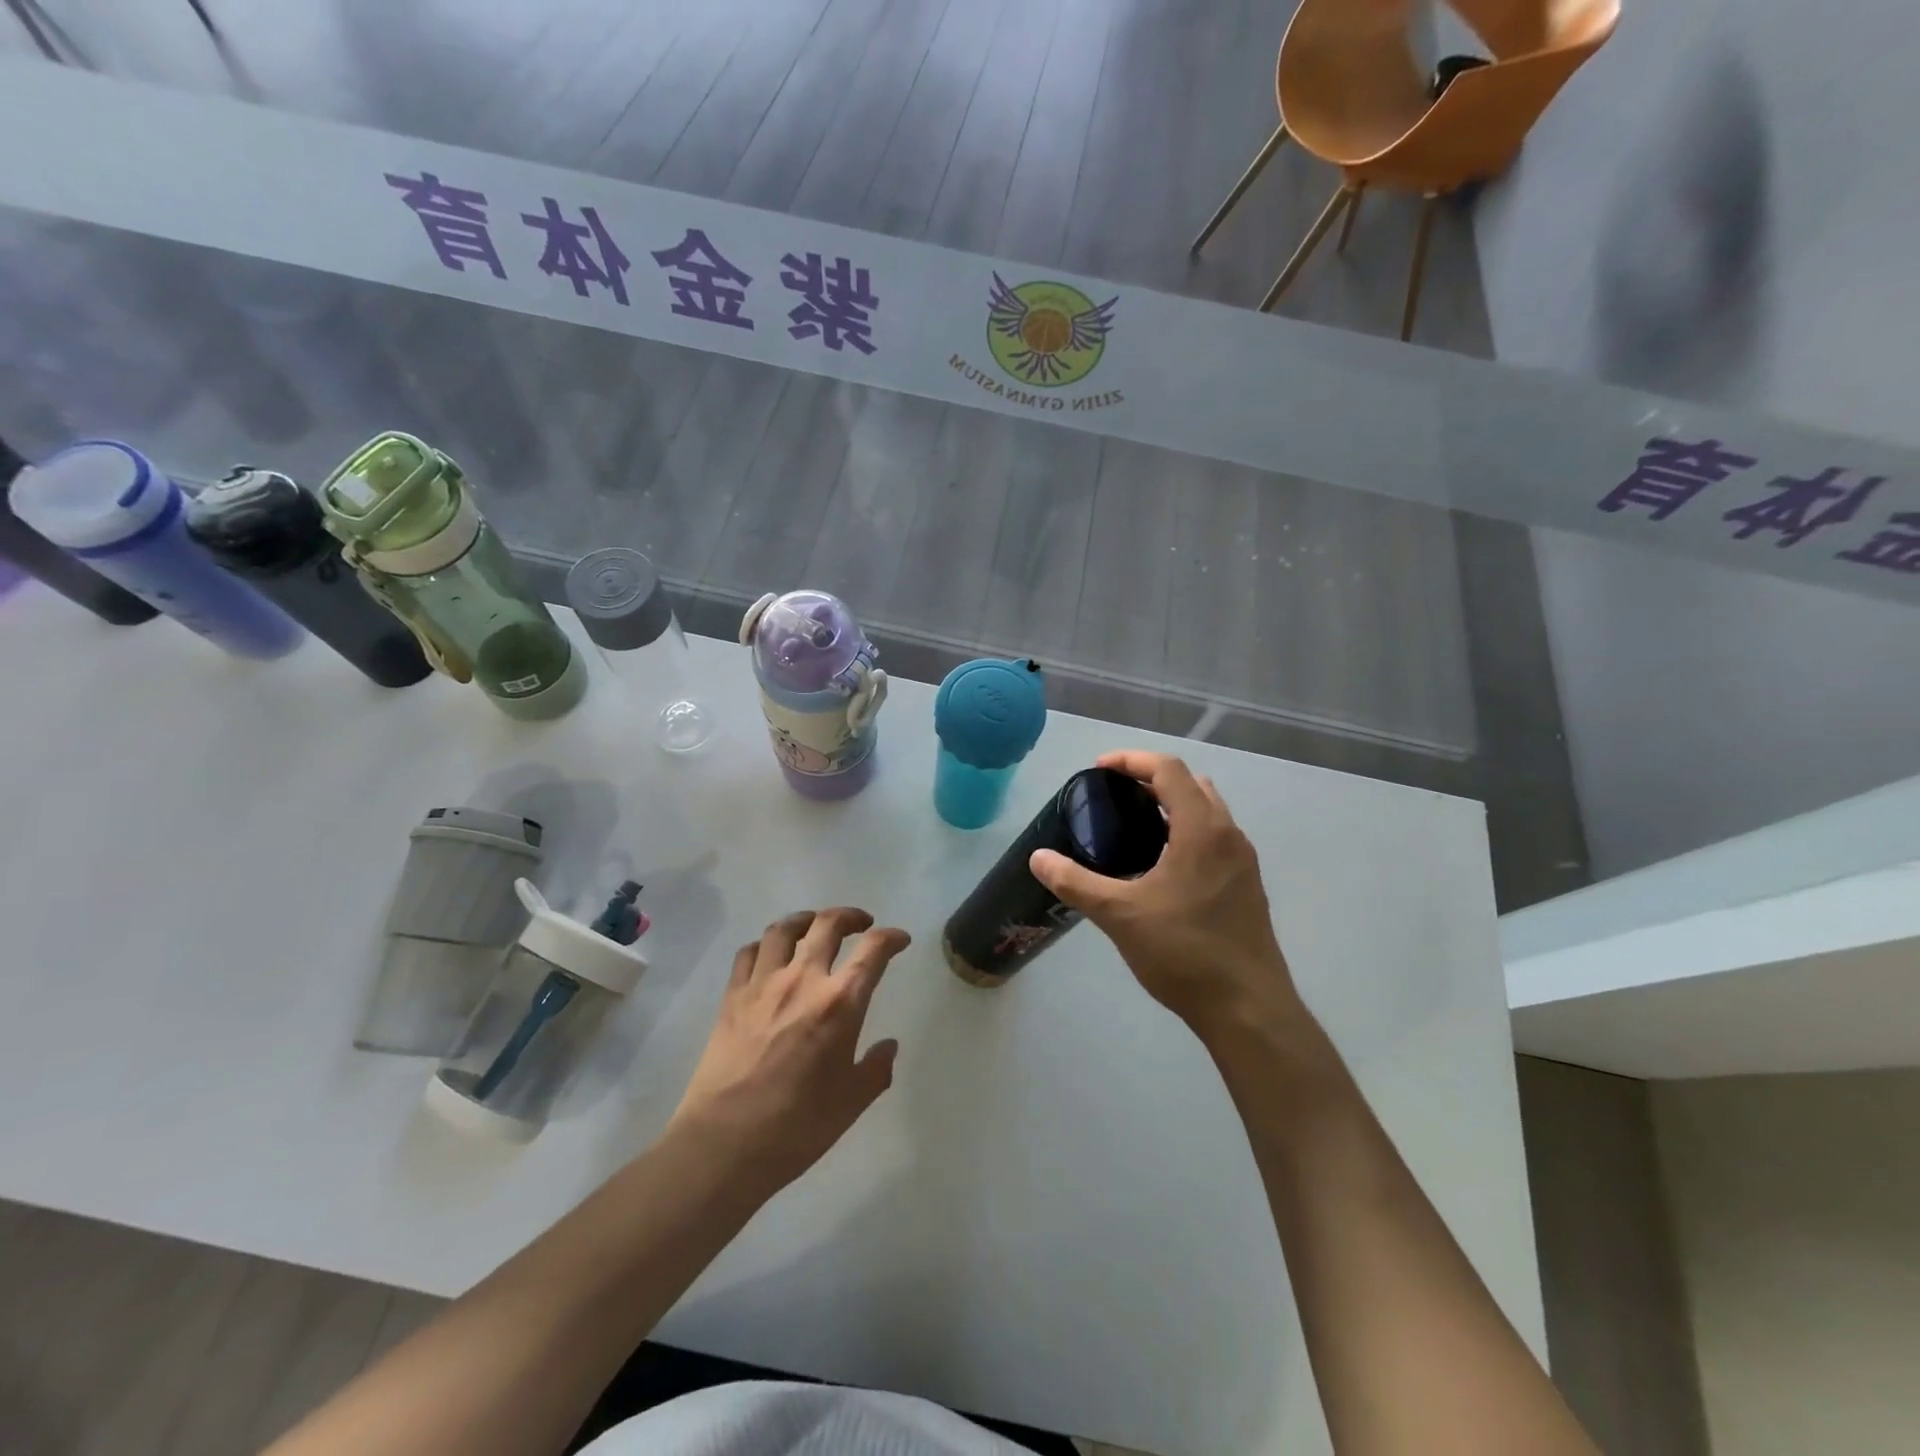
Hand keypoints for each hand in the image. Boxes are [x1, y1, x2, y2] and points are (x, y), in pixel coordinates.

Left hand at [669, 908, 909, 1196]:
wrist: (724, 1144)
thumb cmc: (796, 1127)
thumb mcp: (851, 1103)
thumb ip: (876, 1069)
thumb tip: (888, 1047)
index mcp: (840, 1003)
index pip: (874, 951)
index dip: (892, 938)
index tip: (900, 940)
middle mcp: (803, 979)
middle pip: (828, 924)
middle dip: (850, 916)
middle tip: (861, 924)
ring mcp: (763, 984)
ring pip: (784, 929)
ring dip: (806, 920)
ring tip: (815, 925)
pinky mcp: (732, 997)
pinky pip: (748, 953)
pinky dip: (764, 945)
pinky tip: (769, 955)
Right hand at [1030, 751, 1300, 1036]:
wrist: (1248, 1009)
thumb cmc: (1184, 953)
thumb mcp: (1120, 915)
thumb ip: (1076, 882)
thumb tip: (1038, 858)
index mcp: (1202, 830)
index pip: (1169, 770)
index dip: (1131, 760)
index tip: (1098, 771)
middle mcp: (1229, 836)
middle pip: (1192, 784)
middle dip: (1152, 778)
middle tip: (1115, 795)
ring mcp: (1243, 862)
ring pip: (1208, 812)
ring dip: (1172, 805)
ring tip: (1133, 826)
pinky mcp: (1246, 886)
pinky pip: (1215, 839)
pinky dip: (1186, 831)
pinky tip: (1160, 866)